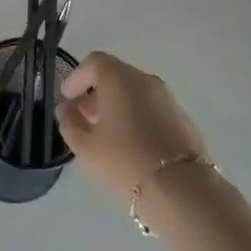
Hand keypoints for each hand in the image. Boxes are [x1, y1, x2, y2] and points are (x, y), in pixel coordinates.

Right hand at [56, 52, 208, 198]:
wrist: (181, 189)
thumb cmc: (125, 160)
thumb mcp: (85, 146)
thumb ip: (69, 122)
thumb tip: (67, 109)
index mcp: (119, 78)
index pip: (94, 62)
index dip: (77, 77)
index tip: (67, 98)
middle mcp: (145, 79)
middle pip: (116, 75)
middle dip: (96, 92)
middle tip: (83, 117)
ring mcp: (168, 98)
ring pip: (135, 92)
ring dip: (117, 105)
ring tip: (106, 133)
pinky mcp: (183, 118)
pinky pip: (152, 107)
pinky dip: (137, 115)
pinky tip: (132, 143)